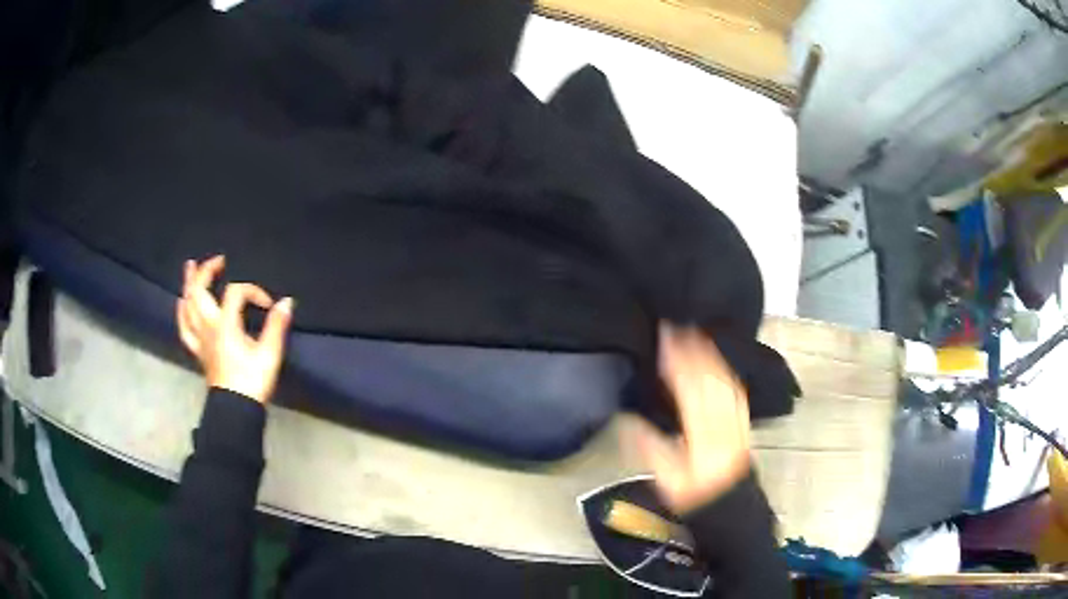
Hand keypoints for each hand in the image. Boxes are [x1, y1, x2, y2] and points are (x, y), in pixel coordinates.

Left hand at [176, 255, 293, 402]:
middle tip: (218, 260)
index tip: (268, 304)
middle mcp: (208, 326)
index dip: (252, 291)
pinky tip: (182, 304)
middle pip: (199, 291)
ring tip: (190, 267)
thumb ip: (276, 326)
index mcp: (225, 325)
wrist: (236, 409)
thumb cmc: (252, 381)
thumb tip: (287, 302)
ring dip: (189, 285)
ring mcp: (199, 338)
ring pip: (187, 306)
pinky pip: (184, 327)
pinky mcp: (197, 350)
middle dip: (207, 272)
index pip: (235, 292)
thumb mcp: (269, 354)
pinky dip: (182, 312)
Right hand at [632, 325, 751, 514]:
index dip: (678, 364)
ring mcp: (736, 421)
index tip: (665, 341)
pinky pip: (736, 390)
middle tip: (678, 329)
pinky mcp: (743, 422)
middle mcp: (722, 424)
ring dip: (710, 356)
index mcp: (702, 436)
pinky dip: (725, 370)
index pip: (689, 391)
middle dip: (693, 351)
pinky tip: (718, 361)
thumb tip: (627, 419)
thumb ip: (649, 447)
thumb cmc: (695, 495)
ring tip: (696, 336)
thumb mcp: (666, 479)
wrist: (730, 505)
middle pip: (709, 380)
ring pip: (724, 380)